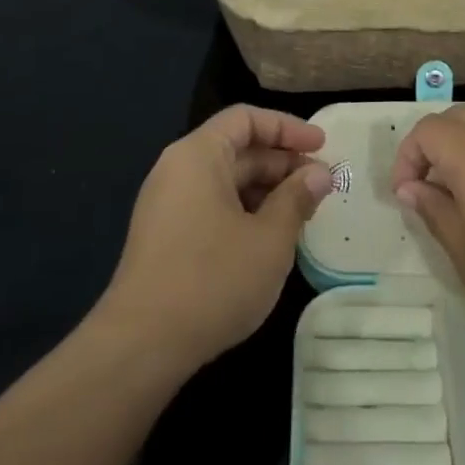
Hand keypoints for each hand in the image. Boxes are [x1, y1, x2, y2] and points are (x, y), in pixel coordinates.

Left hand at [97, 105, 333, 370]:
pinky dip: (245, 211)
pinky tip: (270, 238)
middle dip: (282, 163)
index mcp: (198, 155)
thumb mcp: (270, 238)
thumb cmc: (213, 279)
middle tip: (322, 186)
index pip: (246, 118)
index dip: (288, 127)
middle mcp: (177, 170)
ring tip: (303, 214)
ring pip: (226, 181)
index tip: (323, 146)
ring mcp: (167, 205)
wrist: (142, 345)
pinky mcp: (165, 237)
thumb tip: (319, 173)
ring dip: (266, 190)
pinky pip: (212, 206)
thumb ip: (297, 198)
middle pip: (236, 149)